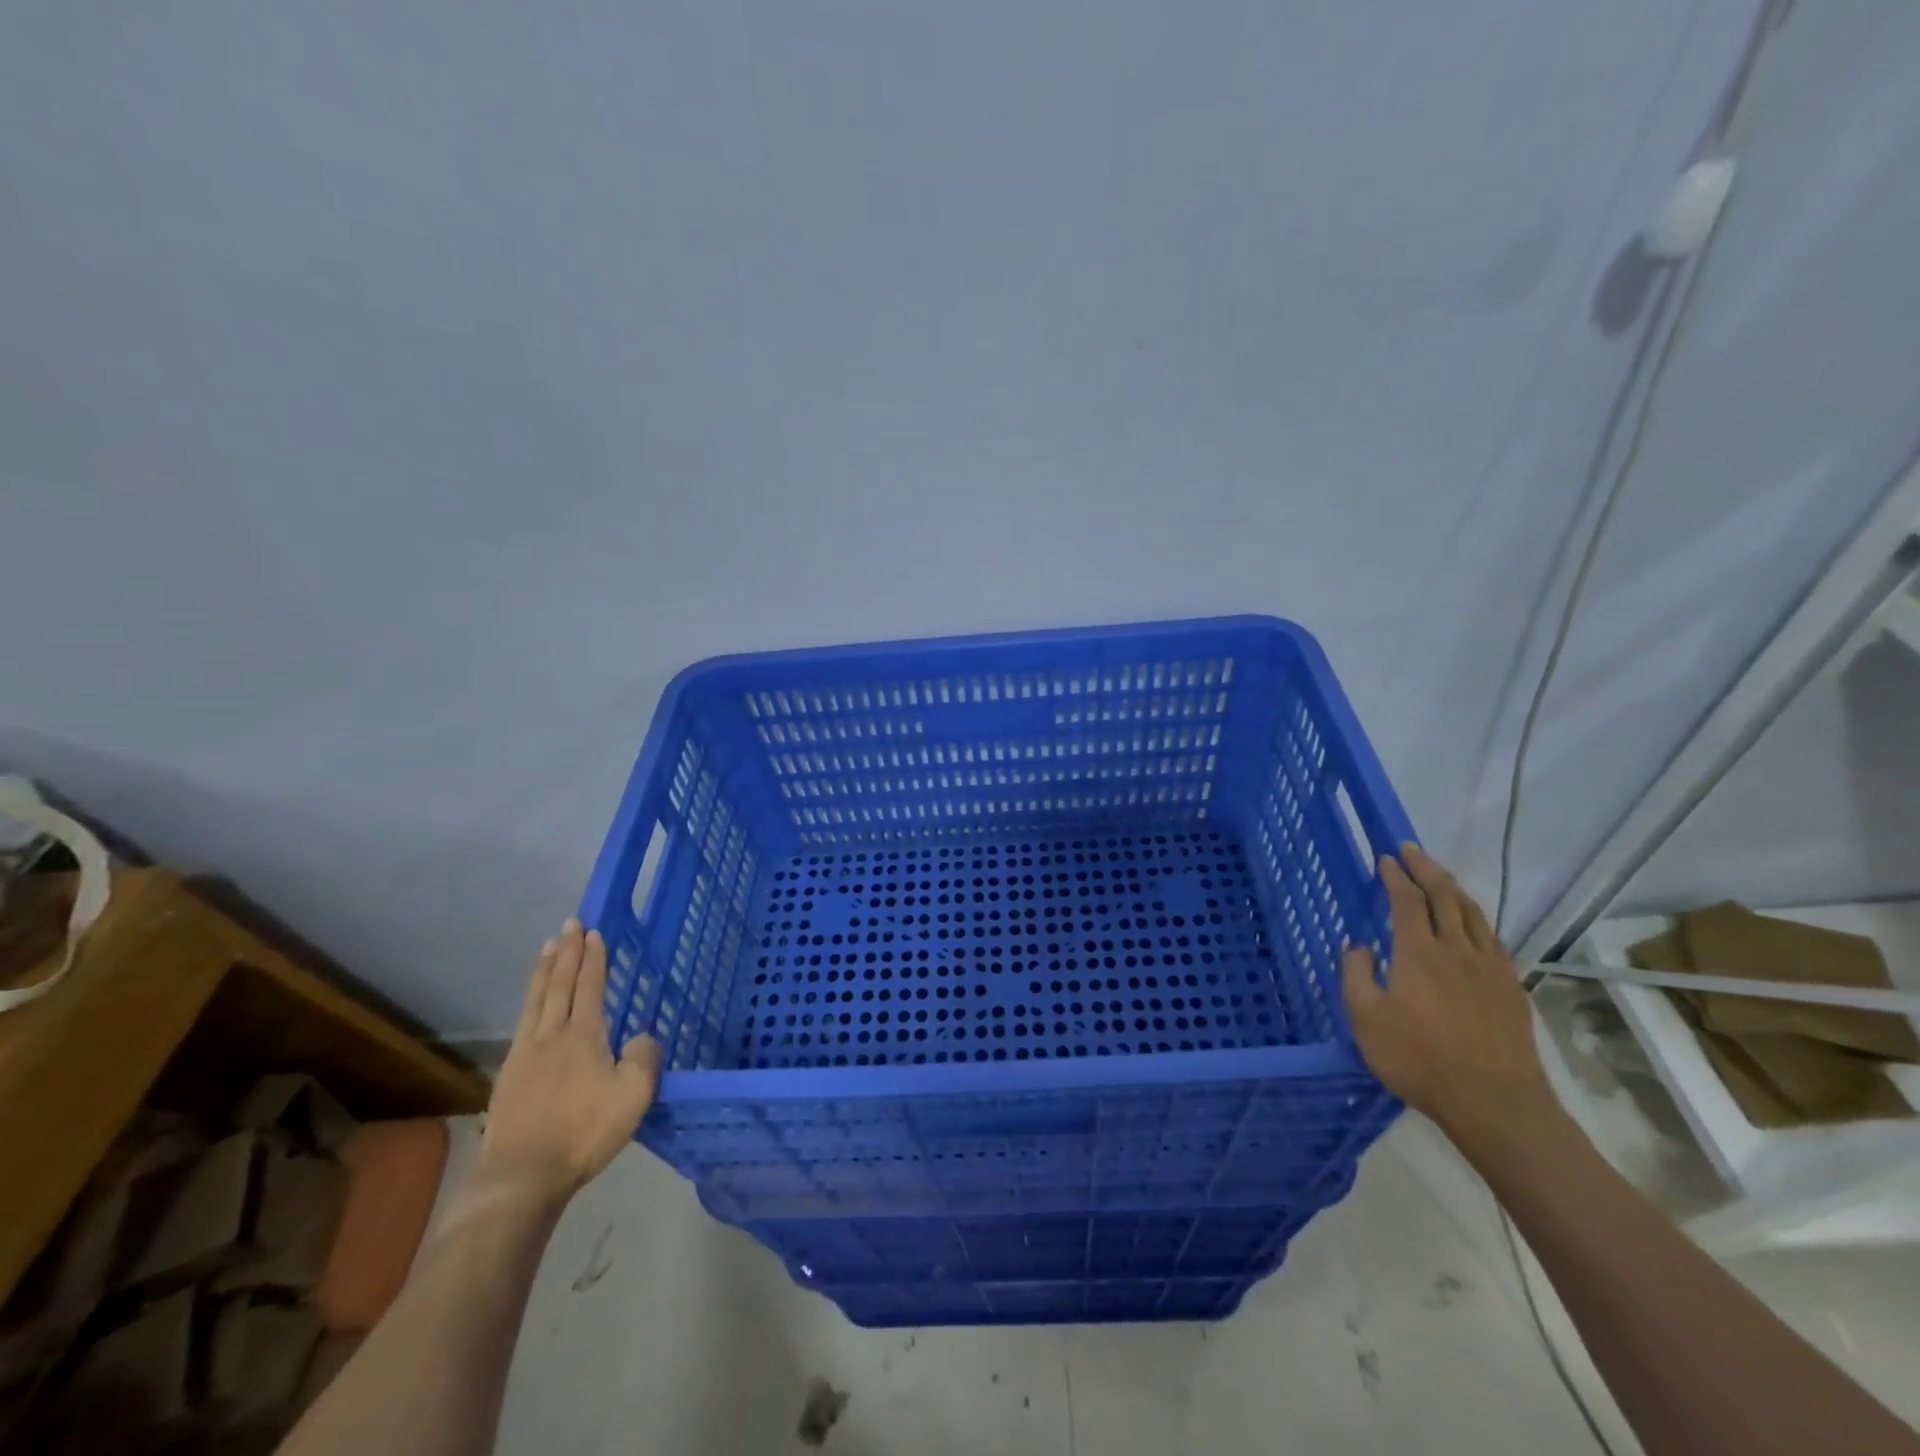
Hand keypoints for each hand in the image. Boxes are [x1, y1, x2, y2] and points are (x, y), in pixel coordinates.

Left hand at [477, 919, 661, 1206]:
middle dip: (566, 953)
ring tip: (547, 948)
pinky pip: (522, 1024)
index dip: (593, 958)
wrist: (522, 1175)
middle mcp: (552, 1035)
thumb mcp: (634, 1094)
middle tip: (569, 925)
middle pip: (559, 985)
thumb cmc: (585, 1131)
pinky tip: (531, 1006)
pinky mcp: (508, 1077)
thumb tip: (641, 1036)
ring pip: (535, 1000)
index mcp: (584, 1035)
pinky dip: (530, 1002)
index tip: (593, 932)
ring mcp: (525, 1055)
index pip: (590, 986)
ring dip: (544, 971)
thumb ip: (644, 1057)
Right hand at [1341, 843, 1551, 1140]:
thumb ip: (1356, 976)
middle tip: (1411, 850)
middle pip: (1445, 896)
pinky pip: (1492, 939)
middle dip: (1426, 868)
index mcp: (1418, 952)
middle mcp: (1456, 949)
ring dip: (1454, 888)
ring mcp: (1489, 967)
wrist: (1495, 1102)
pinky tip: (1472, 924)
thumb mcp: (1366, 1019)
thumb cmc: (1419, 1059)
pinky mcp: (1510, 988)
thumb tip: (1359, 947)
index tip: (1386, 859)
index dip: (1396, 876)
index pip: (1407, 900)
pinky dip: (1476, 919)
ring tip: (1440, 877)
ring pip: (1473, 914)